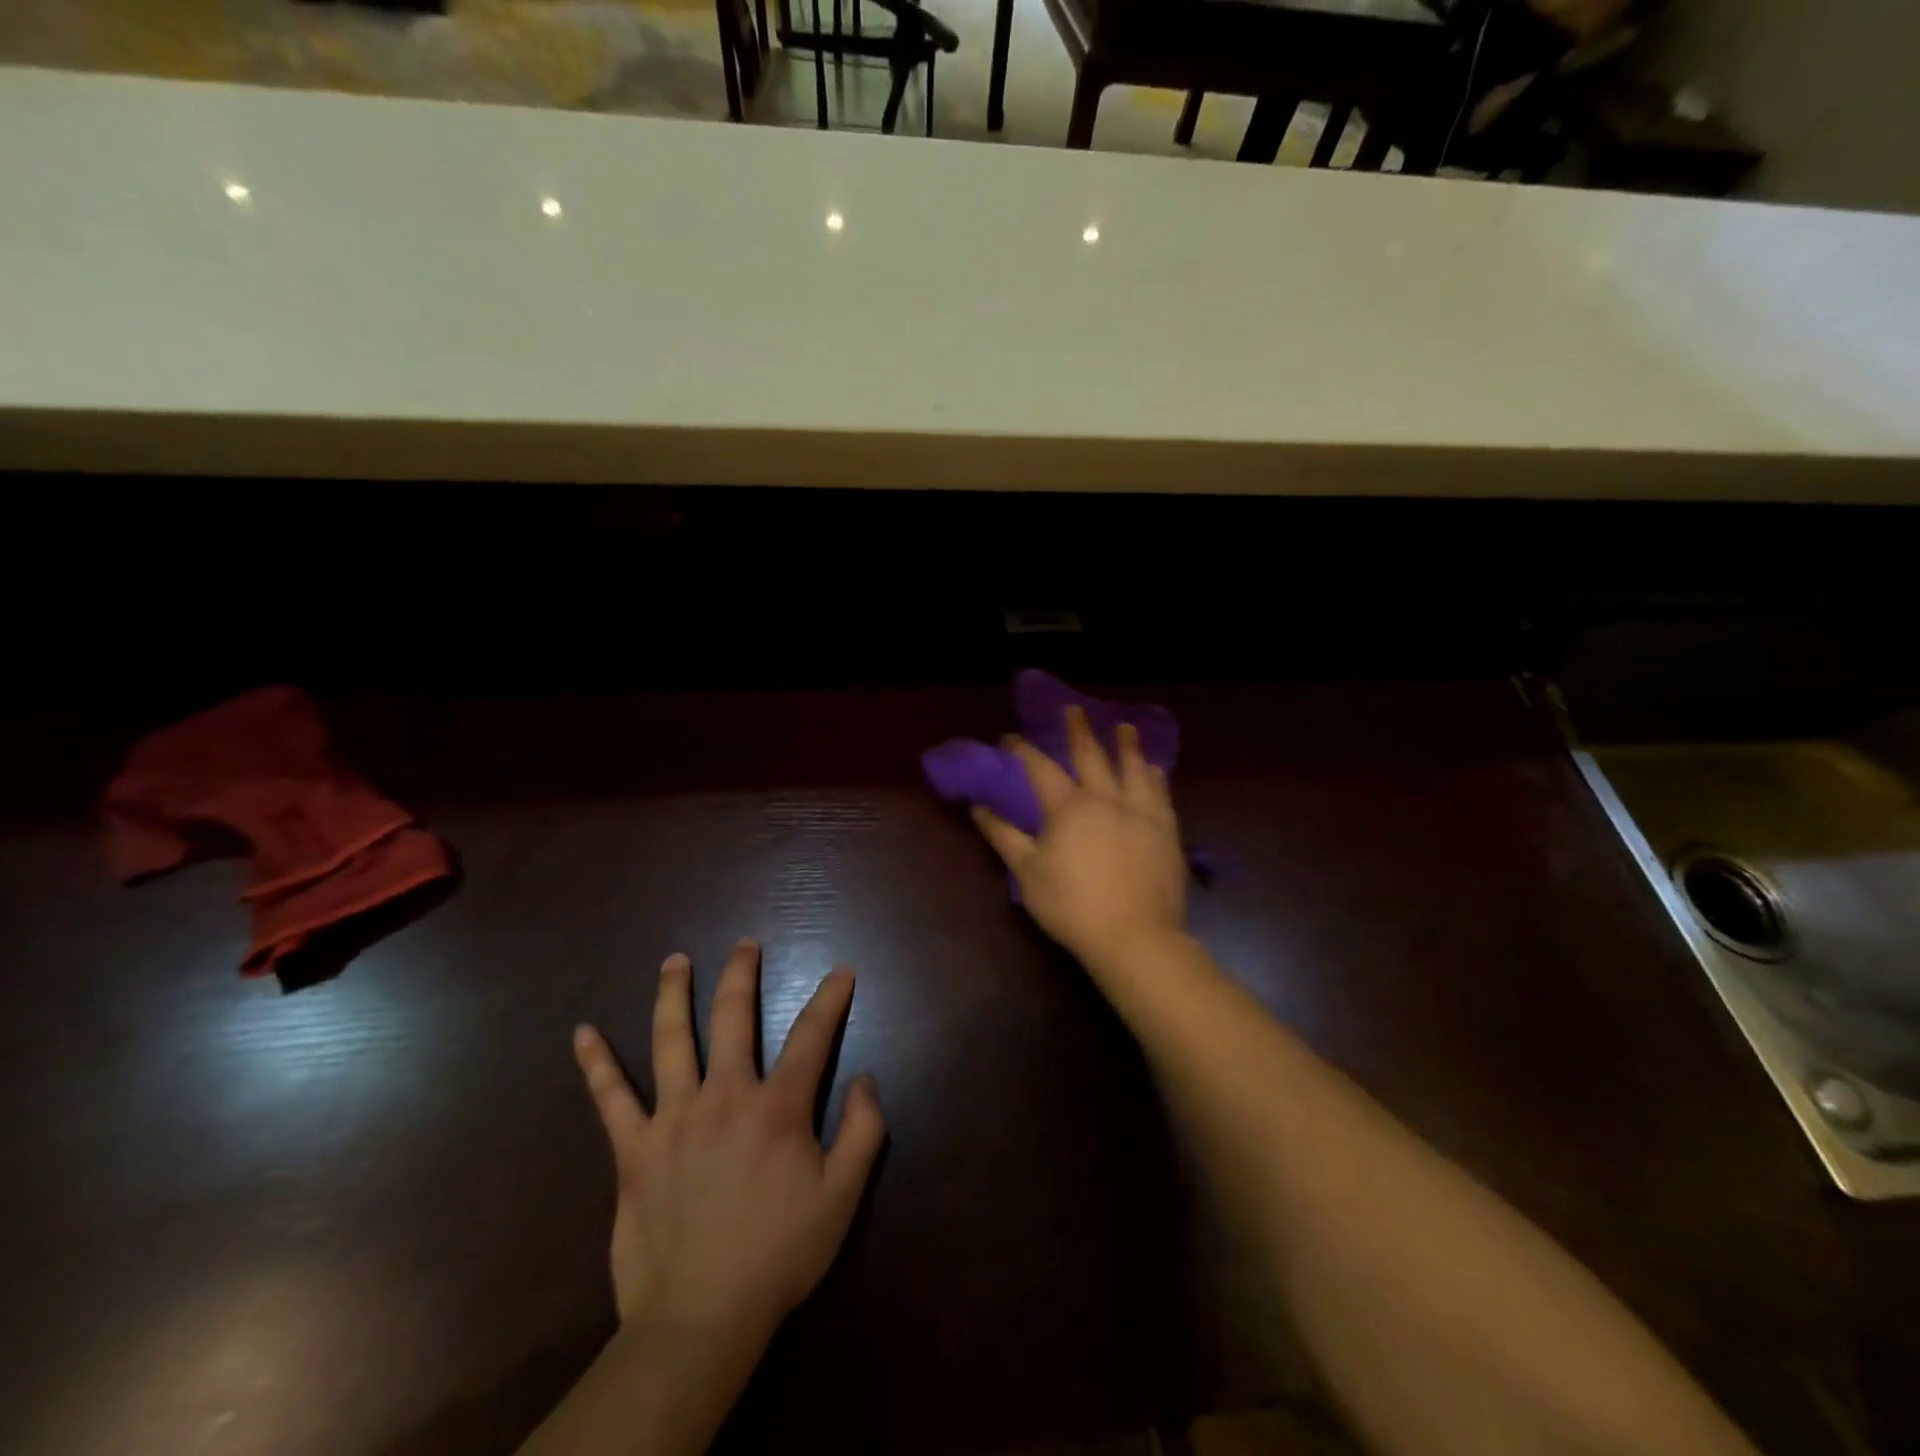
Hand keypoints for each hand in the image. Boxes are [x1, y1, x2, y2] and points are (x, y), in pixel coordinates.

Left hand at [571, 939, 886, 1350]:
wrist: (700, 1320)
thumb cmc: (779, 1255)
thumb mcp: (842, 1198)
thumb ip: (864, 1131)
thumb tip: (867, 1078)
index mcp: (777, 1108)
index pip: (811, 1036)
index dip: (830, 999)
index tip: (841, 971)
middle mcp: (725, 1096)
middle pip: (733, 1017)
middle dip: (741, 974)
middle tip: (744, 944)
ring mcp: (673, 1118)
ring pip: (671, 1040)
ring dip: (673, 994)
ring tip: (675, 960)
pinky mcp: (633, 1149)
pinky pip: (610, 1098)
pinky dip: (596, 1063)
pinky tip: (582, 1032)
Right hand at [971, 706, 1186, 968]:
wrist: (1134, 936)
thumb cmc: (1072, 906)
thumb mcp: (1027, 873)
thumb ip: (1003, 836)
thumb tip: (979, 807)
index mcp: (1069, 807)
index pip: (1041, 768)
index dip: (1023, 750)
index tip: (1010, 737)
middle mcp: (1106, 799)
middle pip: (1091, 755)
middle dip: (1079, 730)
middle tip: (1074, 709)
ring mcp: (1141, 812)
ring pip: (1133, 768)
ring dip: (1127, 745)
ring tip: (1125, 726)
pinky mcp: (1166, 831)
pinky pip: (1161, 794)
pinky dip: (1155, 776)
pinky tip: (1156, 770)